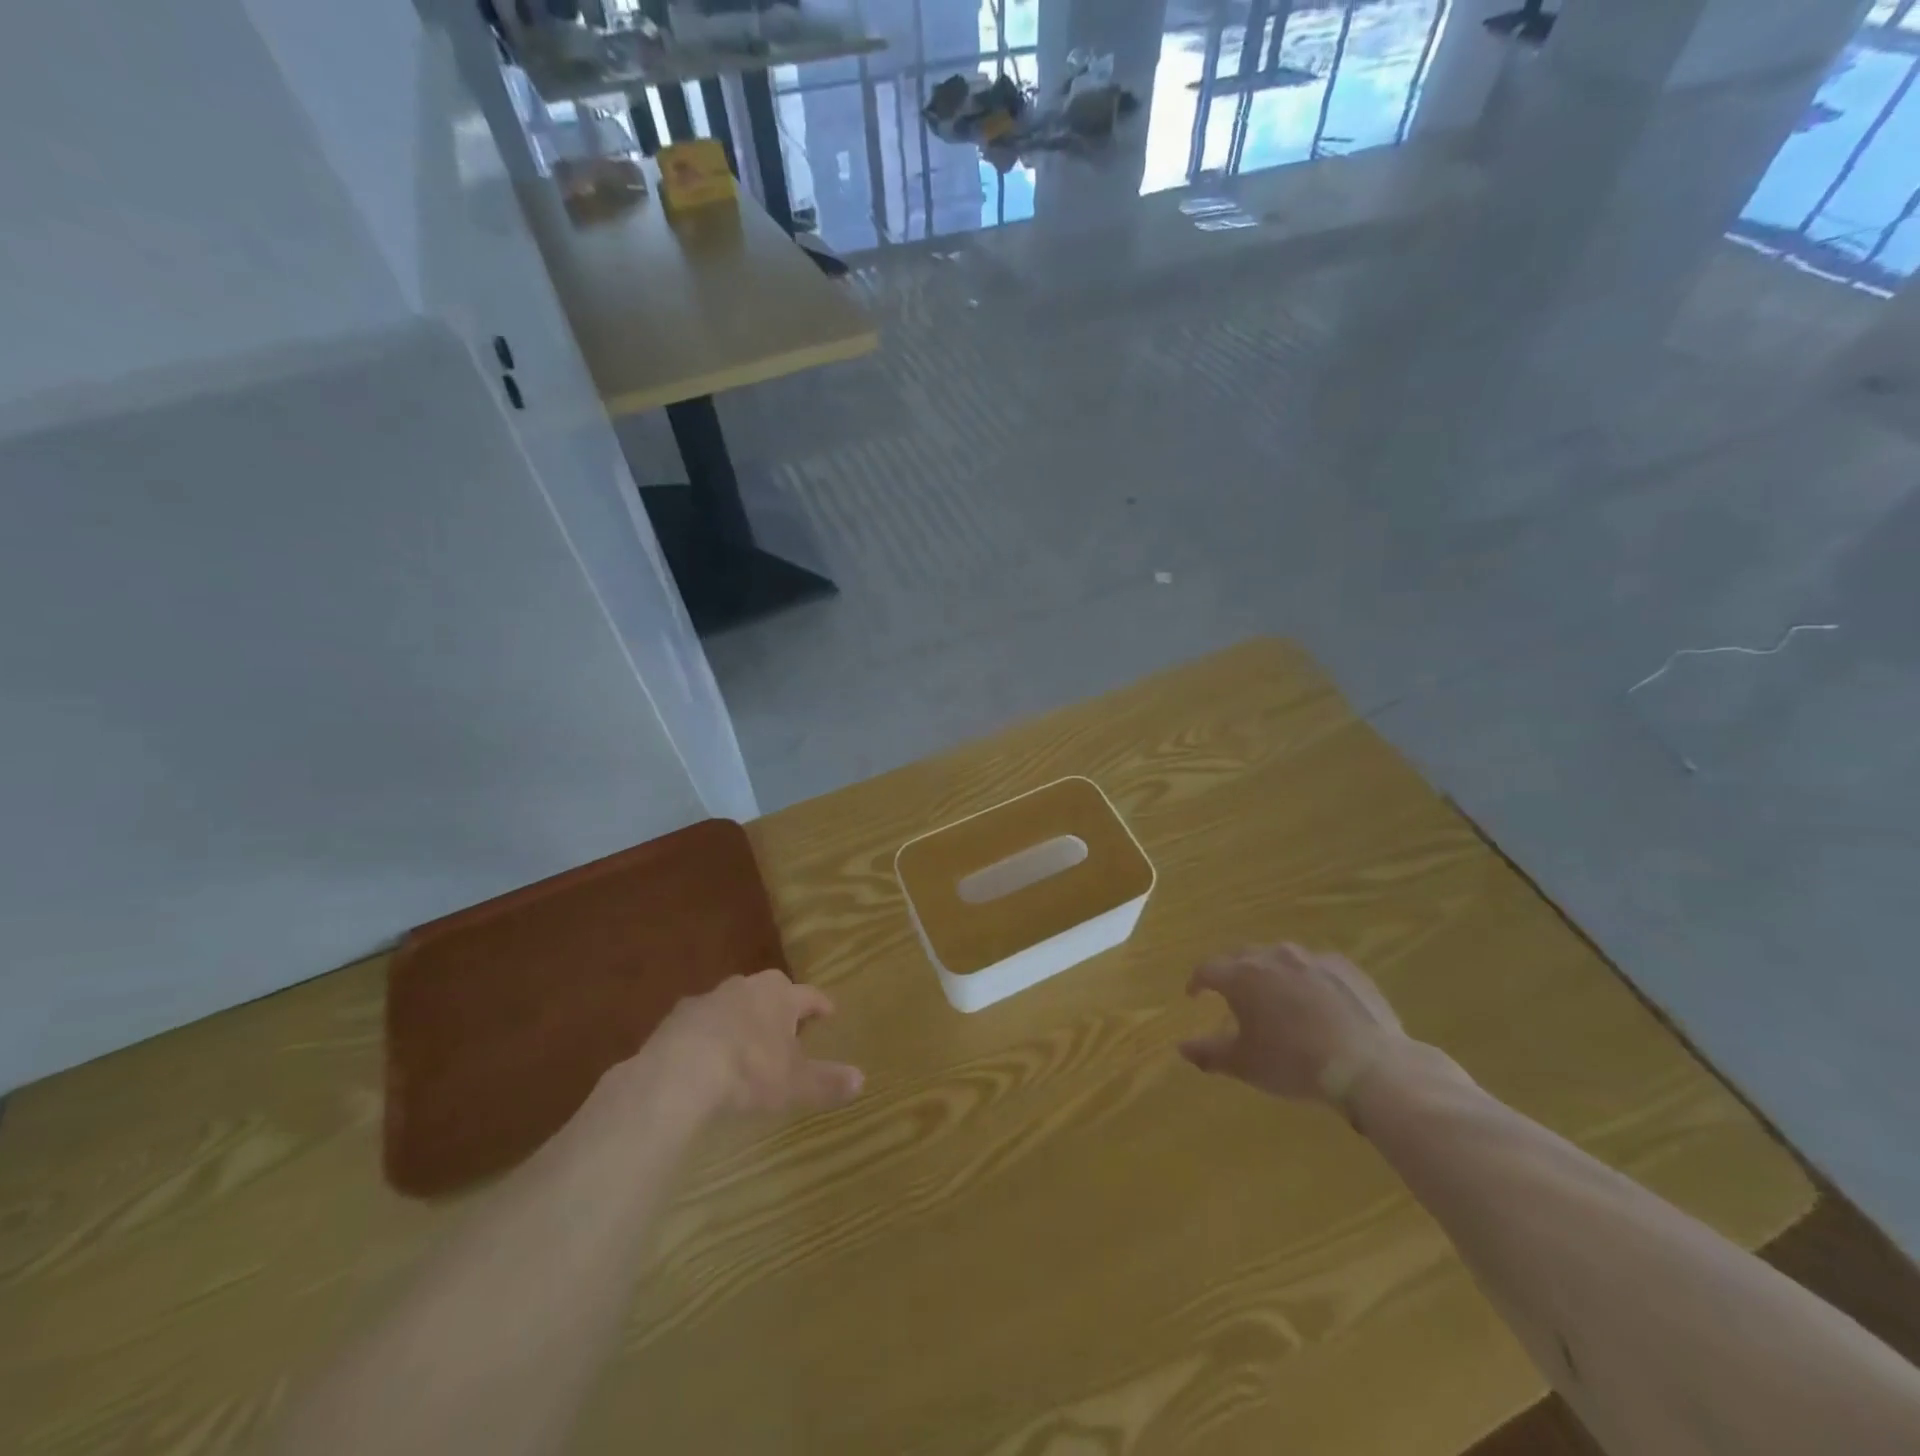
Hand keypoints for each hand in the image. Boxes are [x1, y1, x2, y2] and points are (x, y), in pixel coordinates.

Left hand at [644, 970, 864, 1116]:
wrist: (679, 1073)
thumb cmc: (749, 1070)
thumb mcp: (794, 1083)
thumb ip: (827, 1081)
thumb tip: (862, 1080)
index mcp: (780, 995)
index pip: (809, 995)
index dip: (820, 1005)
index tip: (829, 1012)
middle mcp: (747, 987)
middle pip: (770, 992)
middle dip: (779, 1007)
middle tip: (787, 1027)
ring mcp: (709, 999)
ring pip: (734, 1004)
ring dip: (742, 1019)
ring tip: (746, 1043)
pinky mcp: (677, 1017)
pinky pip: (702, 1022)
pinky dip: (709, 1035)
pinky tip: (707, 1057)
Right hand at [1180, 943, 1412, 1105]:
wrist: (1369, 1065)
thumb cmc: (1294, 1063)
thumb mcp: (1245, 1065)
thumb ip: (1208, 1053)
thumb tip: (1181, 1048)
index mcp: (1241, 976)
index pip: (1207, 969)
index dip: (1196, 982)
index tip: (1194, 995)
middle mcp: (1272, 956)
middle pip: (1242, 956)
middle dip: (1232, 972)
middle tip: (1232, 994)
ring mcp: (1311, 958)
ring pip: (1280, 957)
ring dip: (1271, 972)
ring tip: (1275, 996)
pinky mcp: (1344, 967)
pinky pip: (1315, 967)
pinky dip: (1307, 979)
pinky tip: (1316, 1002)